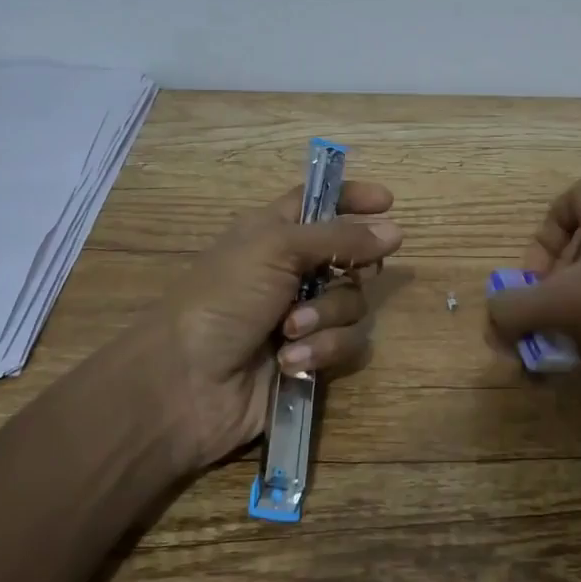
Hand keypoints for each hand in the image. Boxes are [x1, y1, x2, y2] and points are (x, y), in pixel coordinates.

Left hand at [132, 180, 402, 470]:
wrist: (185, 384)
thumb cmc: (222, 299)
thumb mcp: (276, 249)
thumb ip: (339, 238)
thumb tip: (395, 230)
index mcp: (274, 233)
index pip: (319, 202)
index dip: (351, 197)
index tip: (388, 201)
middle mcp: (291, 271)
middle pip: (350, 257)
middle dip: (348, 269)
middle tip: (339, 274)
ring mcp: (302, 316)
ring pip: (352, 304)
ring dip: (325, 318)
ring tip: (290, 331)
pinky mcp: (310, 357)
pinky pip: (347, 344)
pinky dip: (322, 350)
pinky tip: (292, 361)